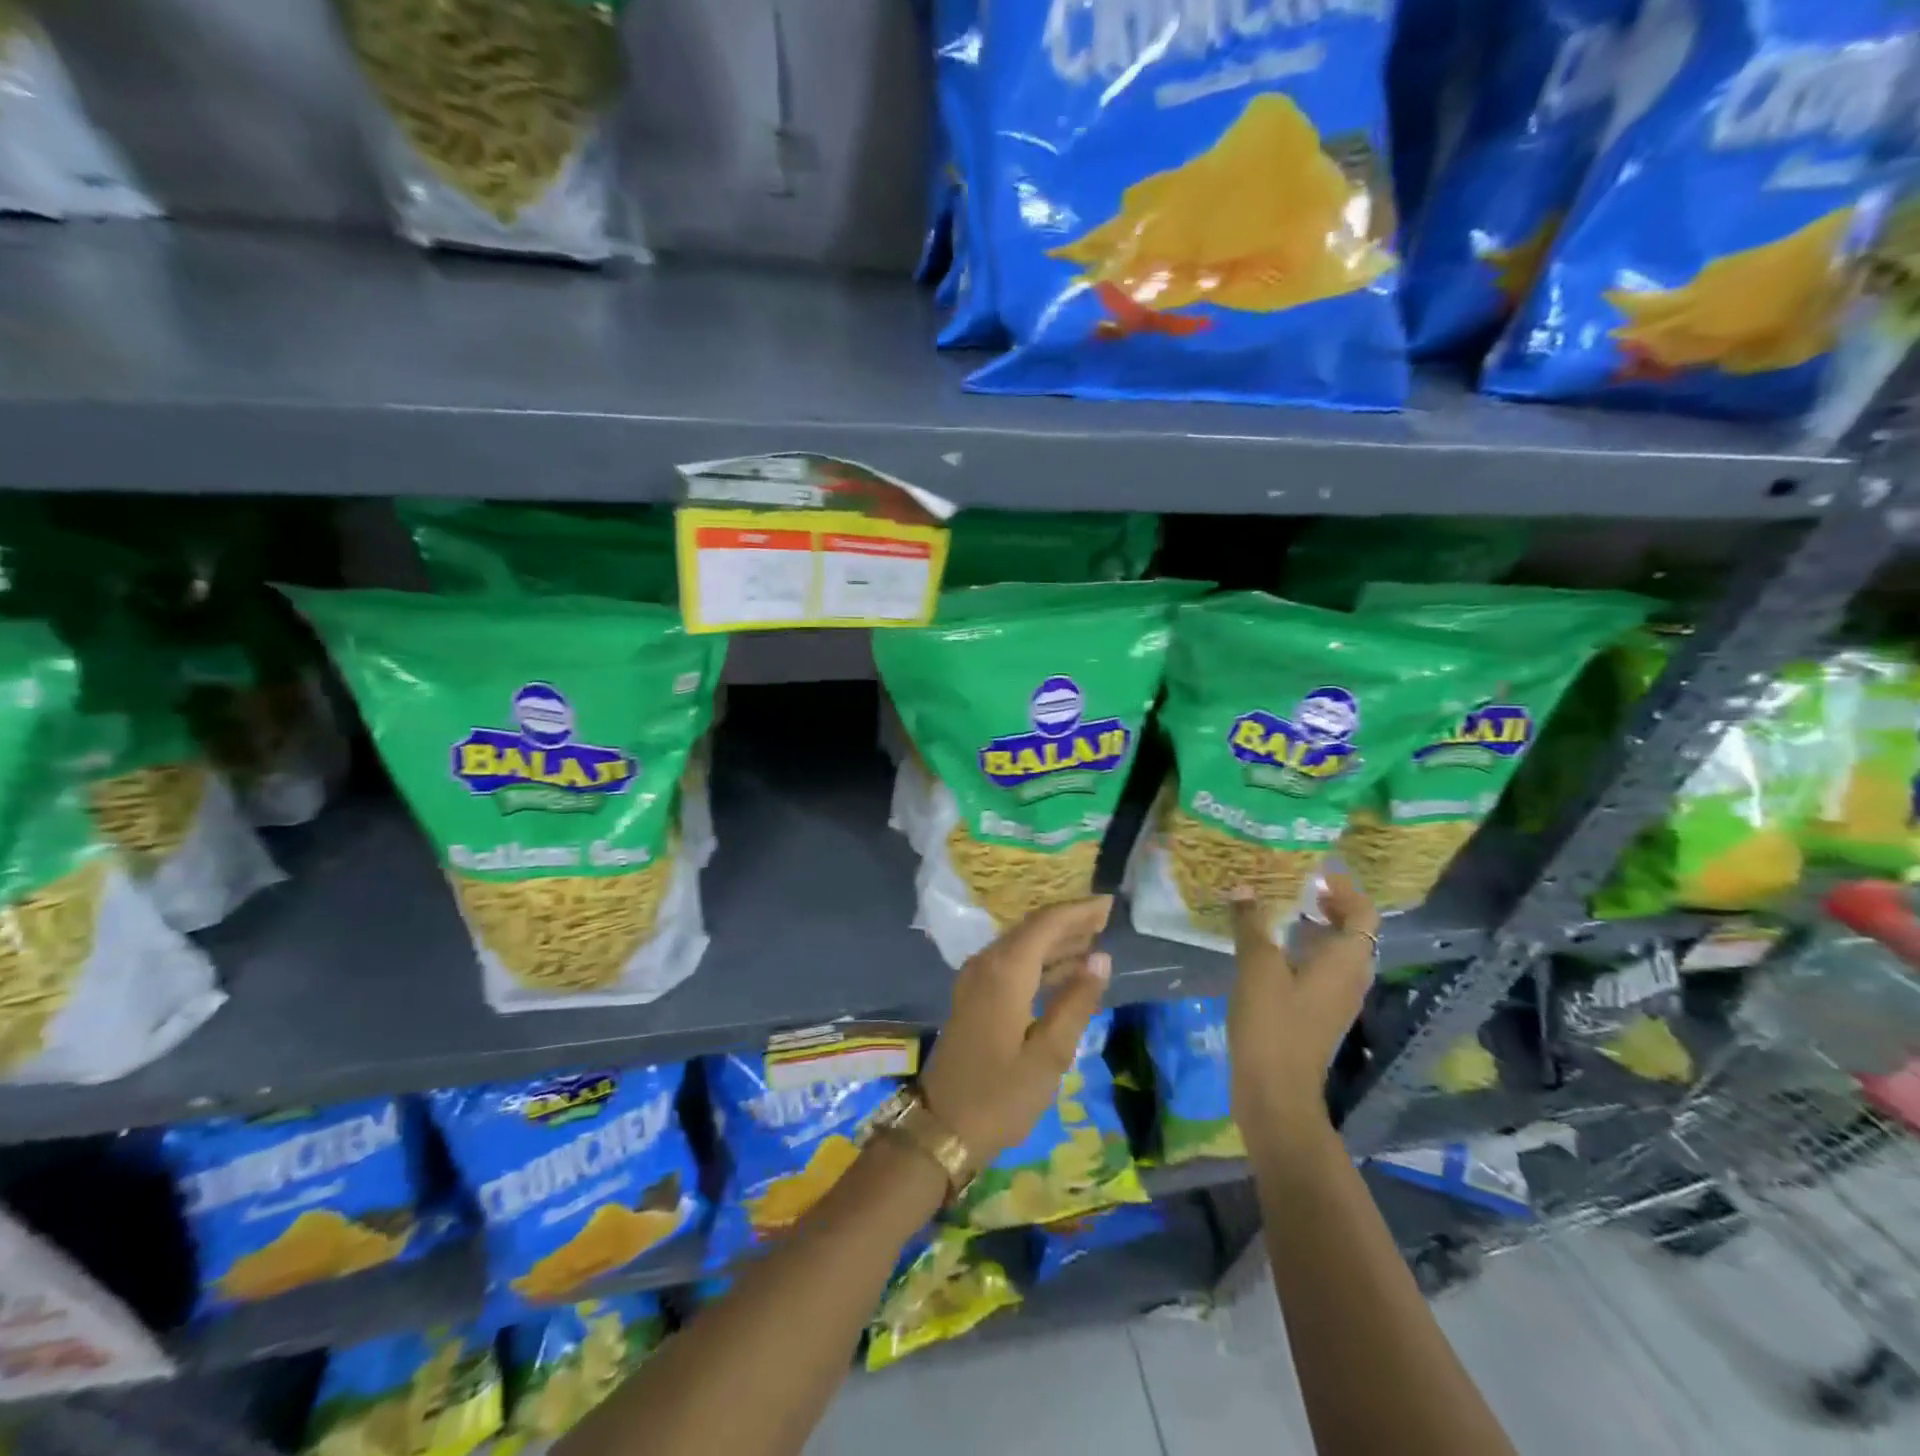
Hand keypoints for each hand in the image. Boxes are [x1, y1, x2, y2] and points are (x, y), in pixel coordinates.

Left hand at [919, 897, 1113, 1170]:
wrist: (941, 1126)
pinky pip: (1012, 963)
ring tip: (1094, 941)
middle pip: (1032, 929)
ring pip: (1021, 945)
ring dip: (1056, 941)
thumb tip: (1101, 958)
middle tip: (1106, 919)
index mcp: (1005, 971)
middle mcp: (987, 964)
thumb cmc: (1000, 1095)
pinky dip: (1040, 961)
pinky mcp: (973, 996)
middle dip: (1069, 922)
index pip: (1046, 924)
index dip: (1079, 911)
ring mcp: (976, 979)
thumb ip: (1076, 1002)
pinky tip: (1064, 971)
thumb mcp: (1049, 1054)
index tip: (1109, 904)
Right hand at [1227, 872, 1378, 1136]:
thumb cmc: (1273, 1022)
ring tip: (1278, 910)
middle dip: (1328, 905)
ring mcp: (1336, 999)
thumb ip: (1251, 923)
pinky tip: (1269, 950)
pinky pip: (1321, 971)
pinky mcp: (1318, 1014)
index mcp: (1346, 961)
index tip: (1313, 871)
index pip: (1363, 912)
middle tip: (1293, 885)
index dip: (1344, 888)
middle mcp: (1351, 977)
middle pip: (1353, 931)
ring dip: (1315, 928)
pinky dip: (1303, 952)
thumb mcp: (1257, 965)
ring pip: (1336, 952)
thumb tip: (1243, 887)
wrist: (1276, 1091)